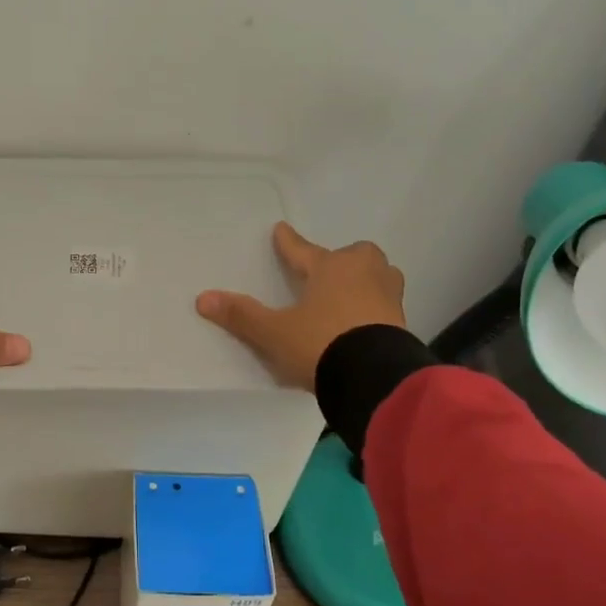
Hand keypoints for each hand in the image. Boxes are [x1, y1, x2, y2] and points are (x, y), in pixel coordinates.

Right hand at [196, 222, 407, 389]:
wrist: (375, 377)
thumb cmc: (321, 343)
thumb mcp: (275, 332)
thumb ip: (243, 316)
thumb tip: (203, 298)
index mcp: (330, 268)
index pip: (302, 250)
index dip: (288, 241)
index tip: (281, 228)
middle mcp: (362, 274)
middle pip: (356, 254)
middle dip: (344, 259)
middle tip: (330, 272)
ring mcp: (387, 296)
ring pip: (380, 275)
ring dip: (367, 280)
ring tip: (353, 294)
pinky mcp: (402, 322)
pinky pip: (387, 304)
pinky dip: (376, 307)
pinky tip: (365, 322)